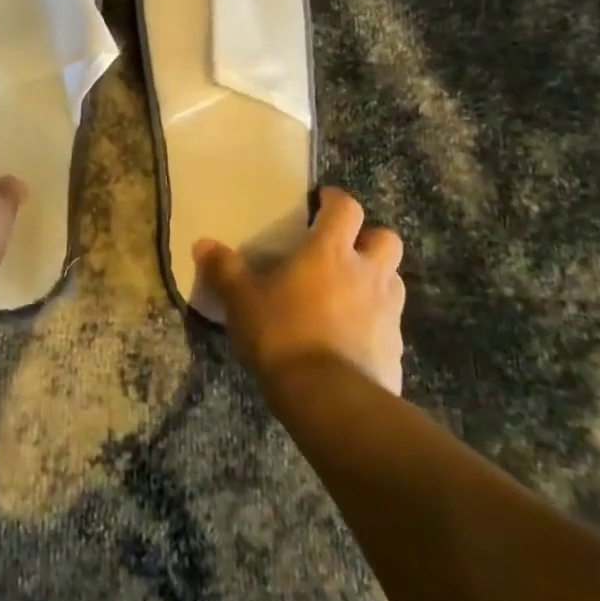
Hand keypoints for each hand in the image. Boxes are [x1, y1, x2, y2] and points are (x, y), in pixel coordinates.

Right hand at [194, 187, 405, 394]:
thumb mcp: (242, 301)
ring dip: (376, 280)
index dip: (335, 200)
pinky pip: (390, 325)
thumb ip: (224, 270)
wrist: (330, 400)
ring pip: (393, 280)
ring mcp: (388, 312)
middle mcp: (367, 273)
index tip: (321, 202)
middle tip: (343, 250)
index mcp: (330, 251)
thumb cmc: (283, 335)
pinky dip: (375, 324)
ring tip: (348, 293)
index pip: (346, 208)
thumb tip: (203, 244)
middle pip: (386, 239)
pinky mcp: (396, 350)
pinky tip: (351, 339)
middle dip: (369, 239)